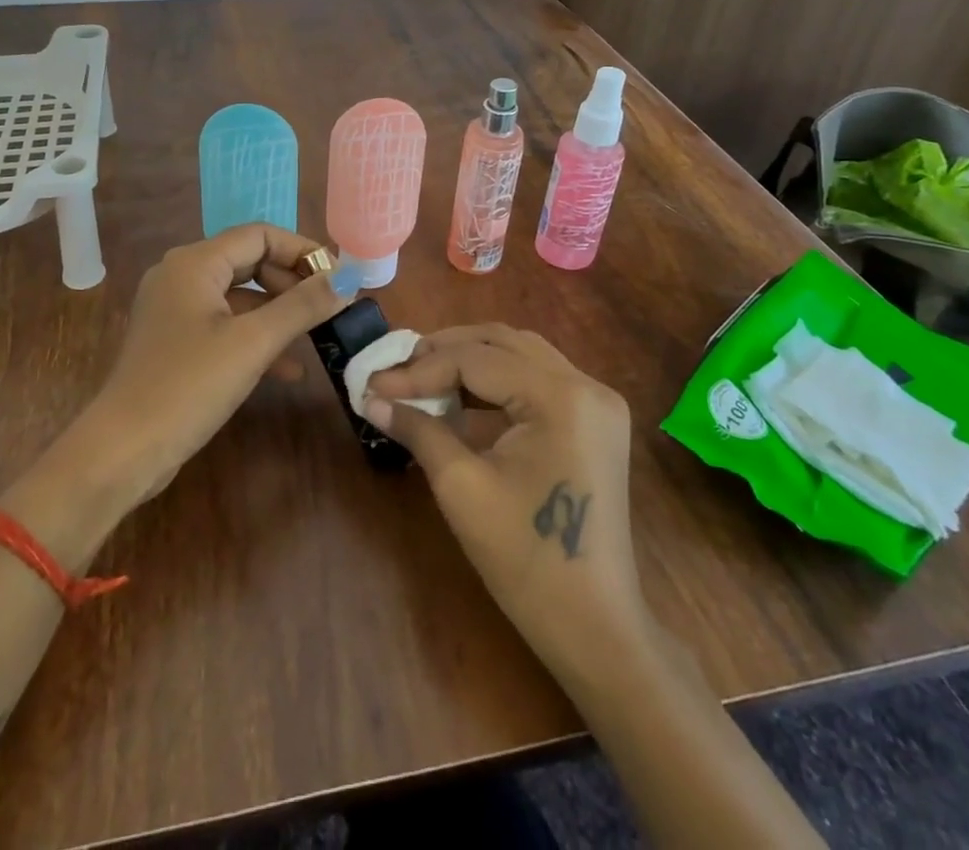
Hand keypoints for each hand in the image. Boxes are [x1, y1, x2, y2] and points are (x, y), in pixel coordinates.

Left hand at [65, 225, 350, 508]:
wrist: (123, 451)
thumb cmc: (188, 385)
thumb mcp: (253, 343)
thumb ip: (302, 306)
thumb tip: (347, 278)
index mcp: (195, 263)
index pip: (259, 235)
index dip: (302, 250)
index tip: (338, 276)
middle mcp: (181, 276)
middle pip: (249, 261)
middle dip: (292, 282)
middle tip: (329, 306)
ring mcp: (175, 310)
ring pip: (239, 297)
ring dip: (278, 313)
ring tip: (317, 333)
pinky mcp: (176, 342)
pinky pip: (225, 325)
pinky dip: (256, 338)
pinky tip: (289, 369)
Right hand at [363, 325, 652, 693]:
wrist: (595, 628)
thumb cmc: (526, 560)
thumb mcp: (462, 488)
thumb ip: (418, 429)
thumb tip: (372, 399)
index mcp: (561, 397)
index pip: (476, 360)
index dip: (420, 369)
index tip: (374, 384)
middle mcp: (586, 385)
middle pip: (502, 341)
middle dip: (445, 350)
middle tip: (397, 369)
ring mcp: (597, 402)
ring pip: (521, 353)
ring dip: (470, 358)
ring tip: (423, 376)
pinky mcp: (595, 421)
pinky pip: (538, 378)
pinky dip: (496, 379)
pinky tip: (462, 396)